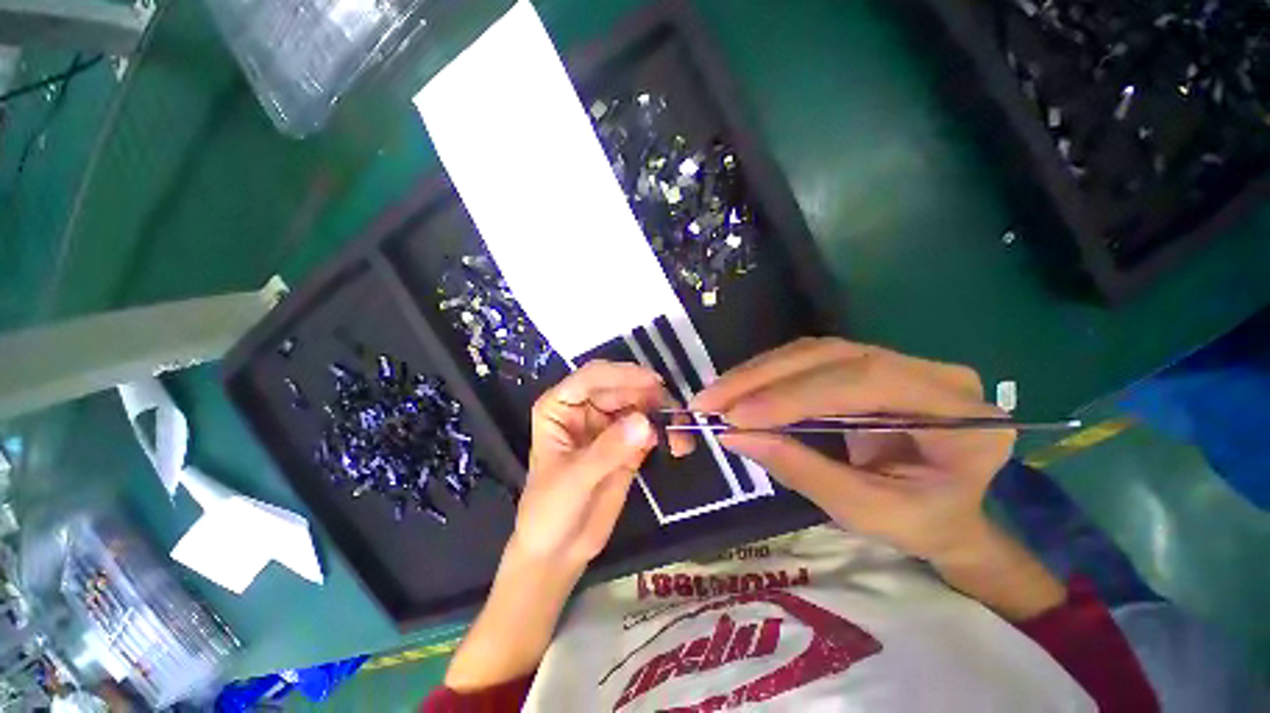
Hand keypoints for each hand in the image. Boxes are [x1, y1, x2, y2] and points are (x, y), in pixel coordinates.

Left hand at [511, 361, 691, 570]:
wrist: (559, 550)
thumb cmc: (550, 511)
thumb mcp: (575, 479)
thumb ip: (608, 449)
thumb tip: (645, 422)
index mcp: (561, 406)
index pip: (591, 378)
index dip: (621, 375)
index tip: (653, 383)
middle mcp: (585, 408)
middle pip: (620, 387)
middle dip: (647, 394)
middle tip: (674, 408)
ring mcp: (608, 424)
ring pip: (639, 404)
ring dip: (662, 412)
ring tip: (682, 427)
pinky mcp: (628, 442)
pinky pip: (650, 427)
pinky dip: (666, 431)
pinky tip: (679, 444)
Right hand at [691, 338, 1012, 560]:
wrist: (948, 513)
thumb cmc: (920, 522)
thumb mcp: (864, 511)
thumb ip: (801, 470)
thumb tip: (734, 437)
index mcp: (957, 412)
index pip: (865, 382)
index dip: (795, 396)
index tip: (737, 417)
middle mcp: (930, 372)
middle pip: (832, 356)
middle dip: (763, 379)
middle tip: (711, 400)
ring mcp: (897, 361)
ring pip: (813, 351)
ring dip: (757, 373)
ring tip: (716, 395)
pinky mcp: (865, 365)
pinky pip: (808, 359)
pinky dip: (766, 374)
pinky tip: (737, 388)